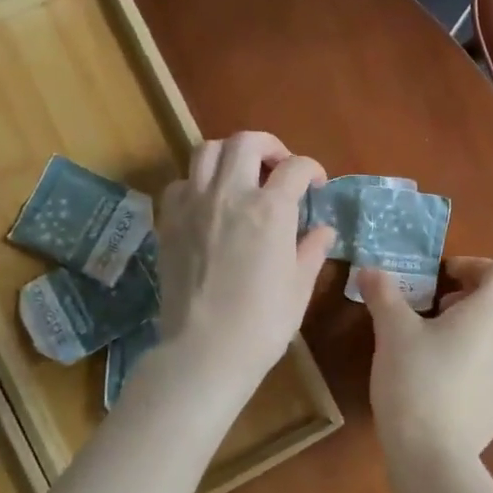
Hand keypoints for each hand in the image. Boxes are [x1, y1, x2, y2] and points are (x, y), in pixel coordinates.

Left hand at [154, 132, 332, 398]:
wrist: (204, 351)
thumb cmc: (262, 323)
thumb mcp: (299, 286)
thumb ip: (312, 249)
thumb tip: (323, 230)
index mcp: (270, 209)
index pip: (295, 168)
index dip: (312, 169)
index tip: (317, 183)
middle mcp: (230, 194)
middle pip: (246, 141)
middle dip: (269, 146)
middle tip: (279, 167)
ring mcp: (194, 205)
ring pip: (206, 151)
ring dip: (229, 155)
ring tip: (241, 176)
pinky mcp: (169, 222)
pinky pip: (180, 183)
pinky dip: (197, 182)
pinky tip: (208, 203)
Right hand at [359, 257, 492, 465]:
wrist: (433, 454)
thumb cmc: (415, 380)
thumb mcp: (392, 331)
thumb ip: (383, 294)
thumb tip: (368, 270)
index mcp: (490, 313)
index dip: (474, 266)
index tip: (444, 275)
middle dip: (483, 294)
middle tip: (446, 304)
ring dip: (482, 327)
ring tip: (440, 340)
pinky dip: (480, 359)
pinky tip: (445, 377)